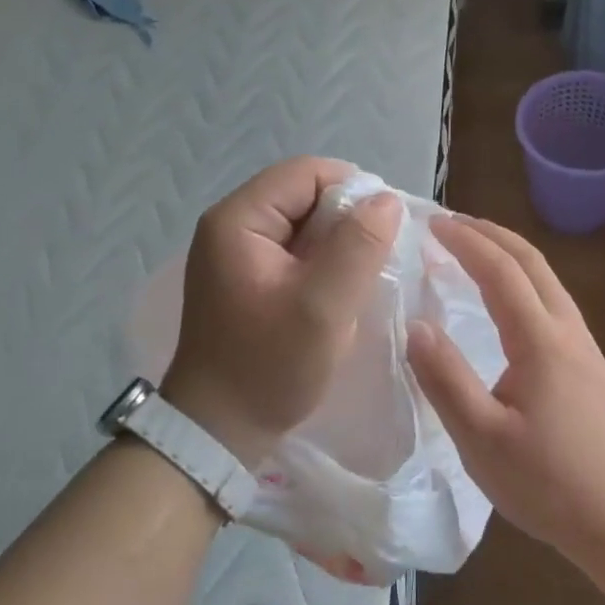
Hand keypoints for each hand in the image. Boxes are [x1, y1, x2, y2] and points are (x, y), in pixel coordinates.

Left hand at [163, 157, 401, 468]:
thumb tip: (386, 200)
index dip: (353, 190)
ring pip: (303, 224)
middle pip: (303, 194)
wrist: (218, 431)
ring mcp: (236, 252)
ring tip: (362, 278)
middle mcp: (231, 225)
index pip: (306, 173)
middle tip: (377, 260)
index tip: (386, 230)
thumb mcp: (323, 307)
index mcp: (238, 220)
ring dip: (338, 244)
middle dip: (346, 220)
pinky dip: (323, 263)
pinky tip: (340, 292)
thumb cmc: (269, 366)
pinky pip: (294, 251)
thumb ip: (359, 247)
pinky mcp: (246, 277)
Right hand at [405, 215, 604, 558]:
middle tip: (449, 223)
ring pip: (546, 278)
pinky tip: (505, 300)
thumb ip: (445, 379)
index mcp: (540, 341)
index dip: (465, 242)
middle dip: (490, 233)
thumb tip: (415, 326)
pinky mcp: (588, 364)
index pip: (500, 271)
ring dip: (508, 253)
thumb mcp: (482, 439)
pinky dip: (521, 279)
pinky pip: (551, 300)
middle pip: (531, 261)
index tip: (431, 223)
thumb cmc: (550, 483)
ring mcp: (583, 345)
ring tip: (472, 249)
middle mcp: (566, 330)